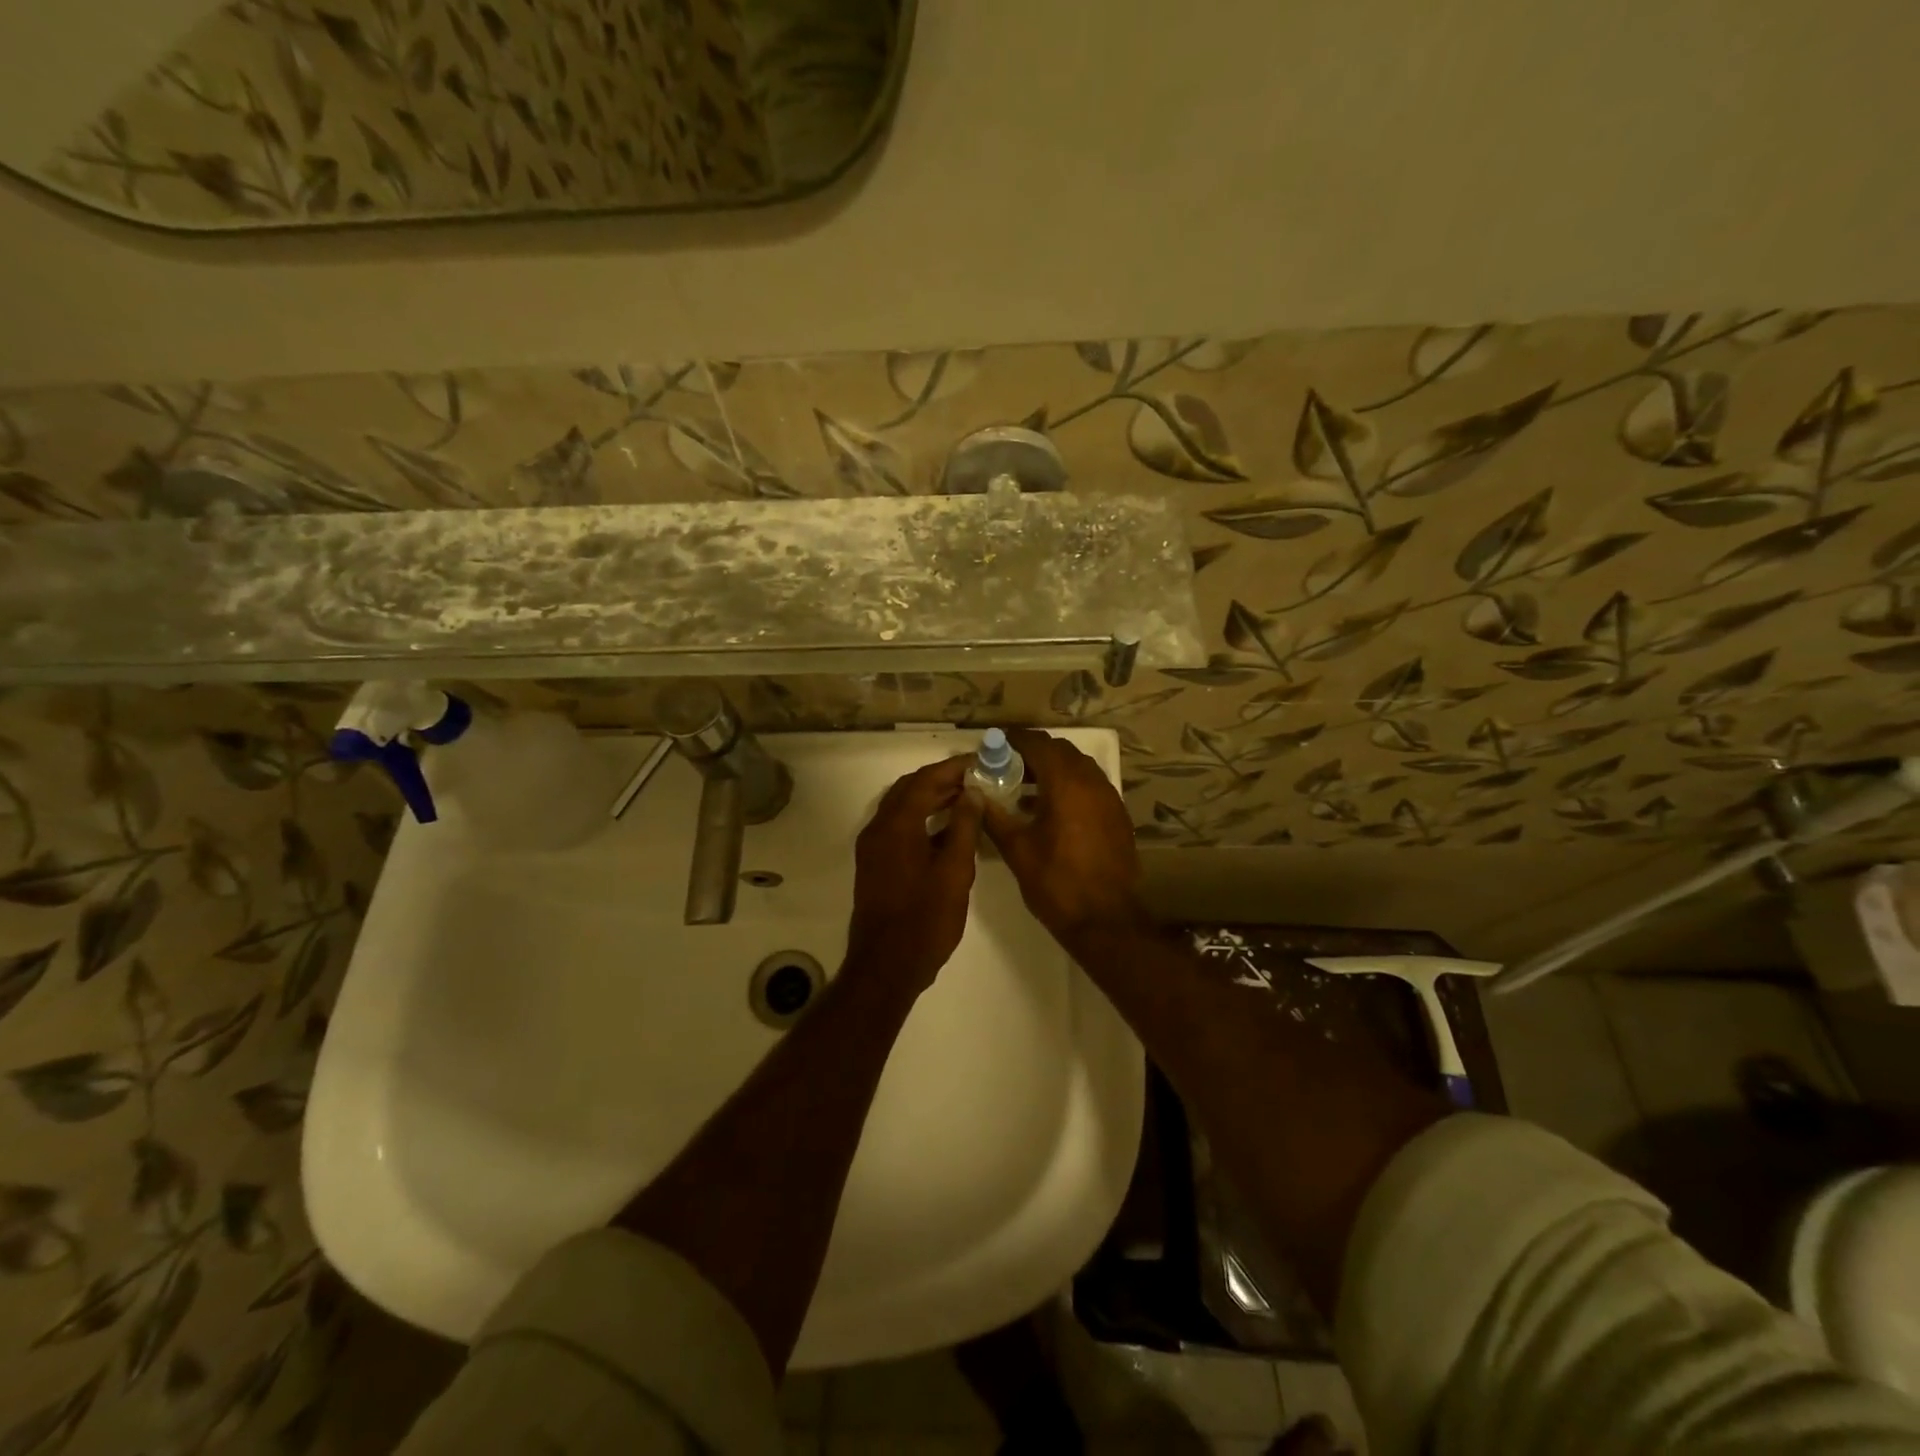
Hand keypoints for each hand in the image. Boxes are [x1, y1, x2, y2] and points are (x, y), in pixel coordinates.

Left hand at [844, 756, 982, 994]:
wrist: (886, 966)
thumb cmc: (925, 919)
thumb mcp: (954, 872)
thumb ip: (963, 827)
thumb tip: (973, 793)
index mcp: (896, 825)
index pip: (925, 780)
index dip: (953, 768)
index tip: (980, 763)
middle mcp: (878, 829)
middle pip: (910, 789)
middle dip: (941, 780)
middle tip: (976, 779)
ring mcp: (873, 847)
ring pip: (902, 808)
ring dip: (931, 798)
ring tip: (967, 799)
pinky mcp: (876, 864)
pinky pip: (898, 827)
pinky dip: (921, 819)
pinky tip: (948, 830)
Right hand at [981, 729, 1150, 952]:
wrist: (1105, 920)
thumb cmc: (1056, 883)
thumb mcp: (1016, 850)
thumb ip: (994, 816)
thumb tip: (974, 794)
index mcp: (1066, 784)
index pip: (1038, 744)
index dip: (1015, 741)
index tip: (995, 747)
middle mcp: (1092, 782)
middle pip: (1061, 751)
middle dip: (1034, 754)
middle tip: (1007, 768)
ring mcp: (1109, 798)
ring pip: (1079, 768)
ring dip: (1053, 770)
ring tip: (1026, 789)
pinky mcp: (1117, 816)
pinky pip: (1091, 787)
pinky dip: (1070, 787)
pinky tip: (1051, 811)